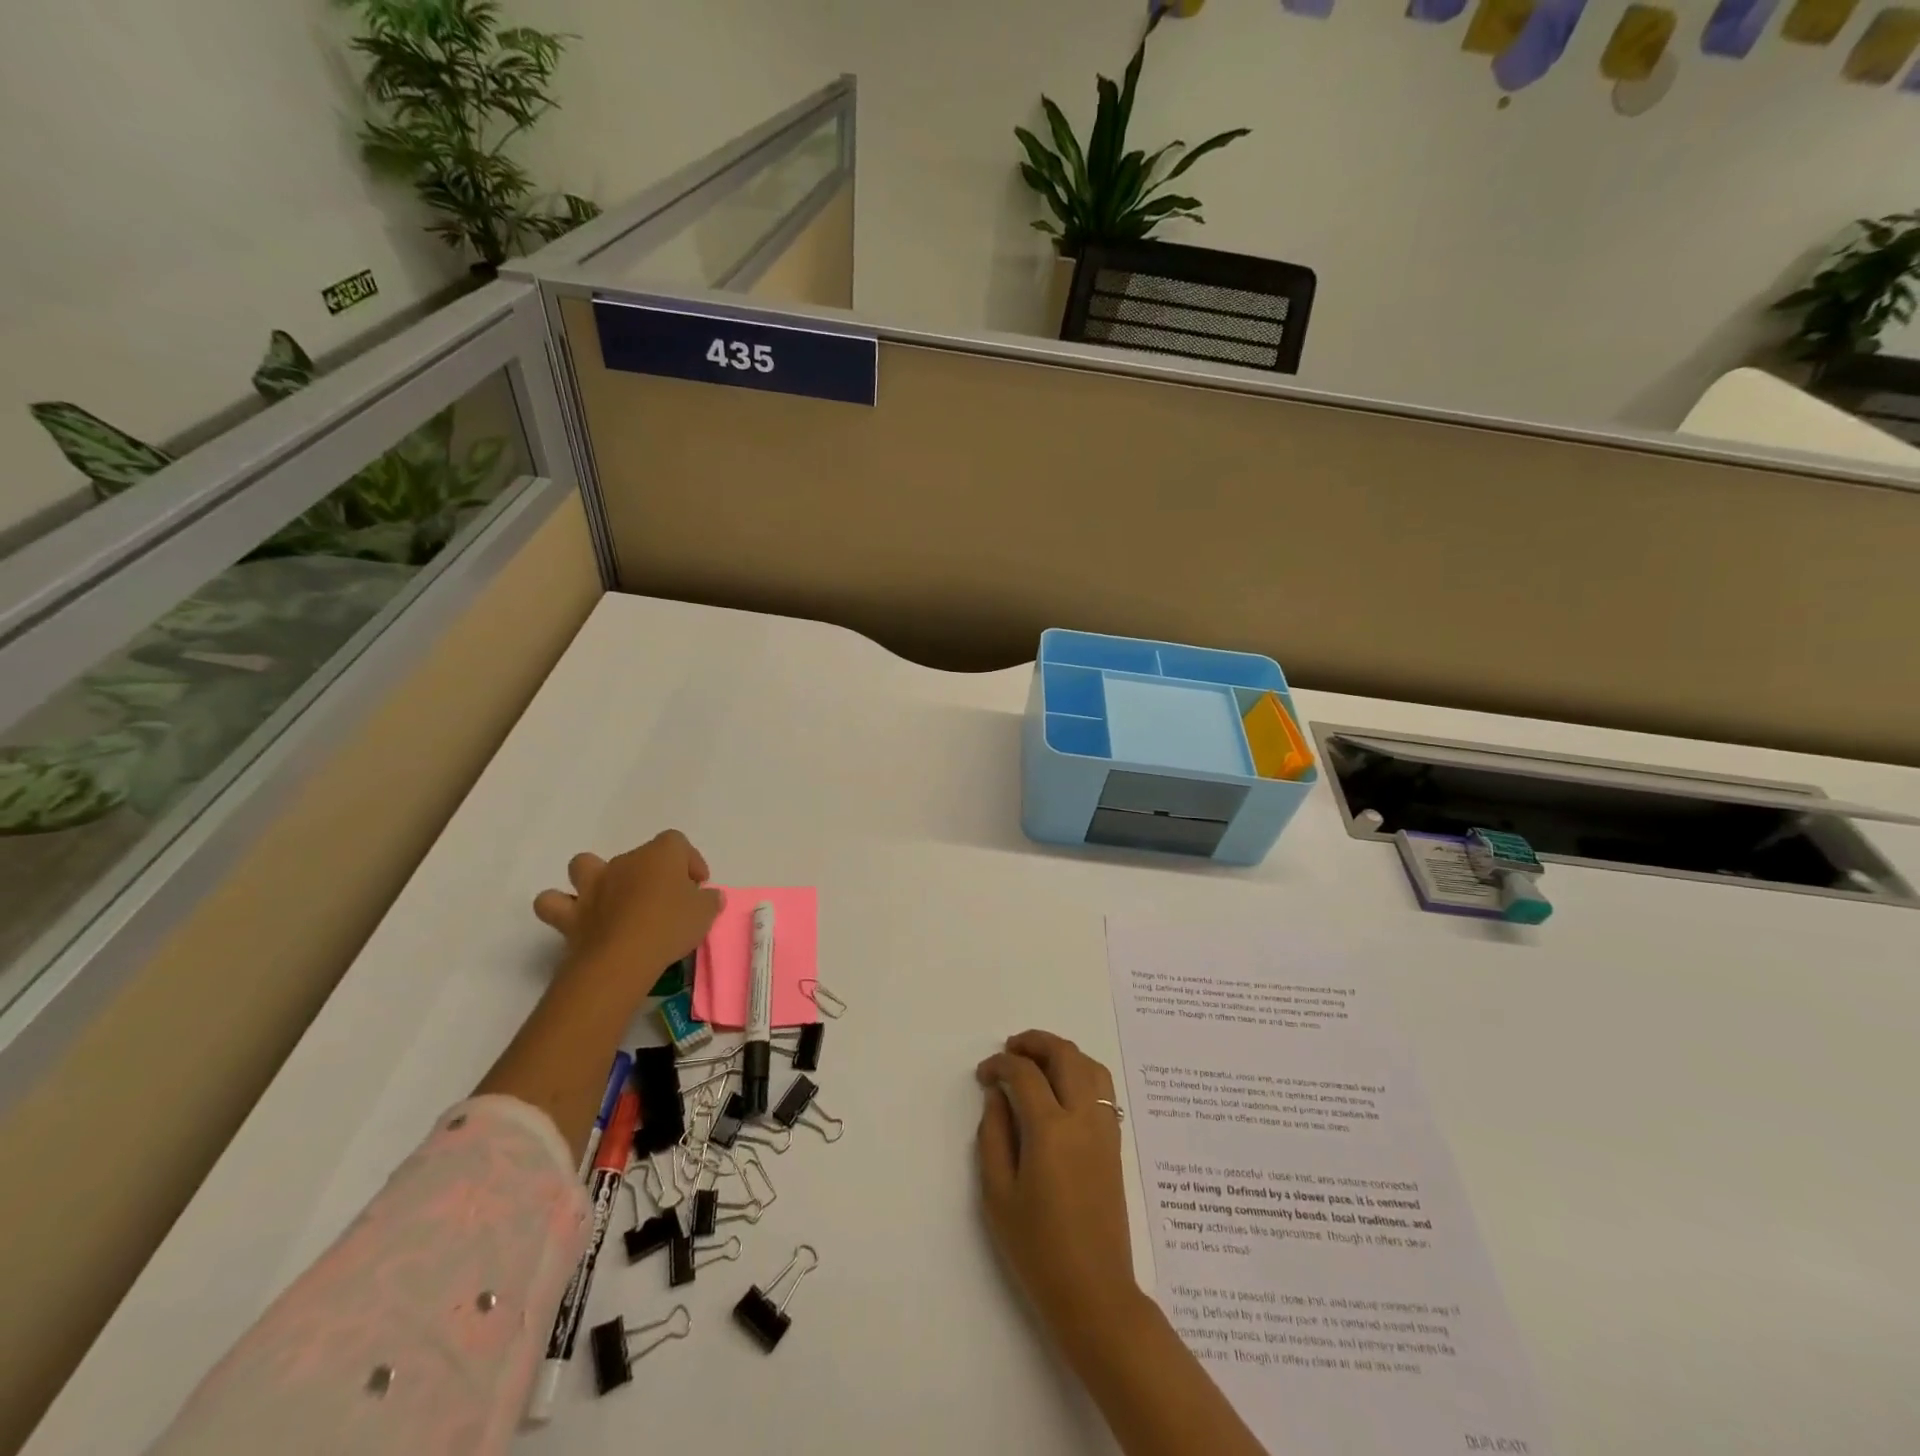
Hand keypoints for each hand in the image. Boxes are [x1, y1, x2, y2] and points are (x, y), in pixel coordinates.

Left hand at [532, 830, 723, 994]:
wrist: (623, 958)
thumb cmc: (671, 926)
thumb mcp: (705, 913)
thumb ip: (708, 900)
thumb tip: (708, 896)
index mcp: (660, 854)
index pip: (677, 842)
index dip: (689, 861)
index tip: (697, 885)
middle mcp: (624, 861)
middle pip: (638, 855)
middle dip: (650, 873)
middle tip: (664, 900)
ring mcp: (593, 885)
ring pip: (584, 864)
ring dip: (594, 876)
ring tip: (611, 898)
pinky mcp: (570, 914)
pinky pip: (553, 902)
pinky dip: (561, 906)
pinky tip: (577, 918)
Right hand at [975, 1030, 1143, 1358]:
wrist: (1094, 1292)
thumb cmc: (1038, 1249)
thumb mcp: (998, 1195)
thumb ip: (993, 1136)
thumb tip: (996, 1095)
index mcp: (1050, 1130)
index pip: (1024, 1074)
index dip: (1000, 1065)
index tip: (983, 1074)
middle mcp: (1082, 1118)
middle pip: (1064, 1054)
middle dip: (1034, 1042)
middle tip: (1010, 1050)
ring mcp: (1104, 1129)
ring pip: (1090, 1065)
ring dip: (1062, 1052)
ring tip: (1037, 1061)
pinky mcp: (1115, 1143)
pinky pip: (1103, 1088)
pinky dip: (1082, 1071)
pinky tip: (1062, 1087)